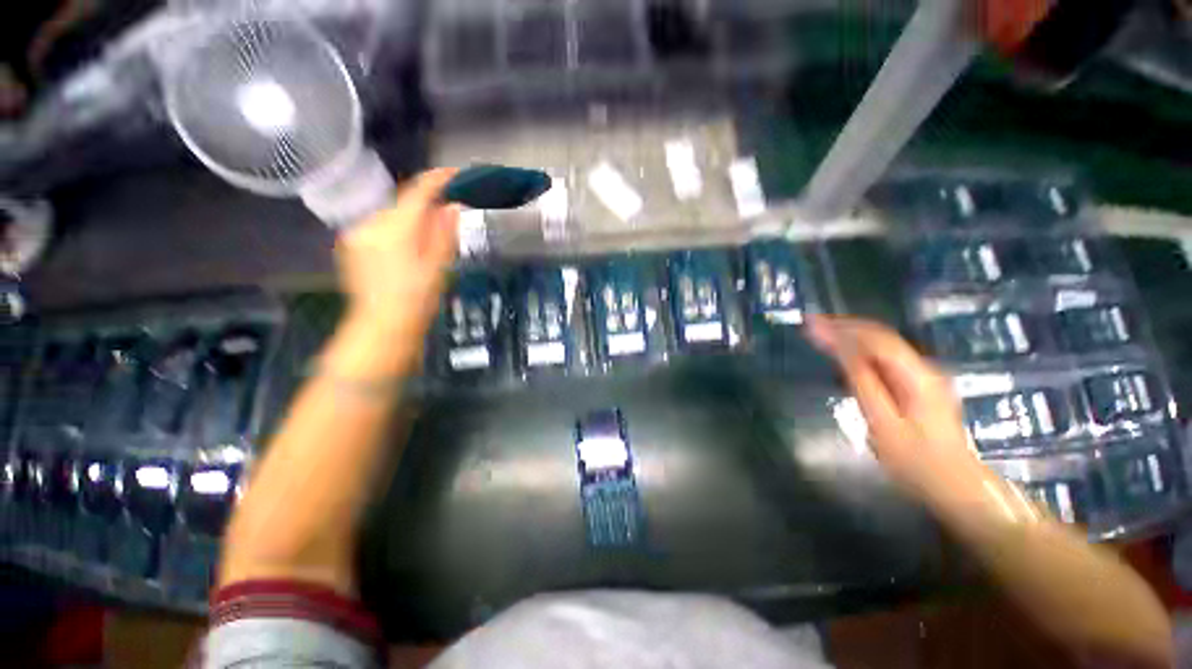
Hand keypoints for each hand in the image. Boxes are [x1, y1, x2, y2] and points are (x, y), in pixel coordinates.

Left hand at [335, 168, 459, 335]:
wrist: (381, 328)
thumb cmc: (417, 301)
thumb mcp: (439, 267)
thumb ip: (444, 233)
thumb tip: (452, 205)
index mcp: (395, 228)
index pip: (417, 192)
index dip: (438, 179)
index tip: (455, 173)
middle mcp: (370, 223)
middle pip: (403, 204)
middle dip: (425, 207)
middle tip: (447, 220)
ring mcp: (356, 234)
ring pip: (391, 216)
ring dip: (410, 221)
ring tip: (426, 244)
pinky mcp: (350, 246)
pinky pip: (378, 228)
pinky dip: (395, 231)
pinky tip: (404, 253)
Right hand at [807, 315, 994, 510]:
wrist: (954, 485)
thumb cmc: (916, 461)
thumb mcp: (883, 424)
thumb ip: (864, 384)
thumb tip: (843, 352)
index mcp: (917, 376)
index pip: (876, 339)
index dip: (842, 328)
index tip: (812, 323)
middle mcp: (923, 368)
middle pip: (880, 337)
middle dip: (844, 327)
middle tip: (811, 325)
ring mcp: (923, 376)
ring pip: (882, 346)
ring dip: (850, 336)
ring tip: (820, 333)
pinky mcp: (917, 386)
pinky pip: (884, 359)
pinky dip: (859, 350)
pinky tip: (843, 351)